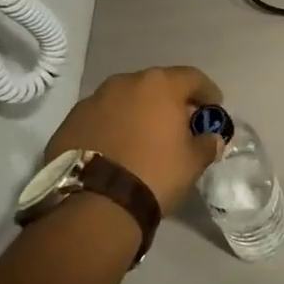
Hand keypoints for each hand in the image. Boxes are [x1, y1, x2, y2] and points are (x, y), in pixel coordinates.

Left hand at [43, 67, 224, 215]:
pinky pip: (100, 118)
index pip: (193, 78)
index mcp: (159, 85)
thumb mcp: (193, 163)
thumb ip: (207, 143)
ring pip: (125, 100)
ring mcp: (93, 100)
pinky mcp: (70, 122)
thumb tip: (210, 138)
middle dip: (170, 101)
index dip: (207, 92)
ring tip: (143, 137)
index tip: (214, 107)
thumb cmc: (154, 174)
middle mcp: (125, 82)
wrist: (93, 205)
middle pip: (156, 85)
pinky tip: (116, 149)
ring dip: (138, 112)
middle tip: (178, 123)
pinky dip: (112, 127)